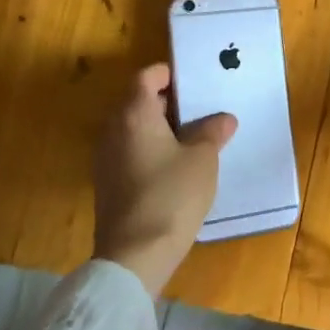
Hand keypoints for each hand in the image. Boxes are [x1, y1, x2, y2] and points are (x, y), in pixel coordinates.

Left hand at [93, 63, 236, 293]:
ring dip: (162, 128)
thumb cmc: (171, 194)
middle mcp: (113, 130)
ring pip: (135, 128)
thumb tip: (223, 119)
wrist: (135, 255)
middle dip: (170, 103)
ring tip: (196, 138)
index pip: (146, 77)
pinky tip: (178, 165)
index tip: (195, 82)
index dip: (170, 74)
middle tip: (203, 110)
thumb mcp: (202, 158)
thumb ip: (212, 132)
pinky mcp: (108, 183)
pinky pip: (131, 151)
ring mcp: (106, 158)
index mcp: (134, 114)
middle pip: (139, 101)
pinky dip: (152, 149)